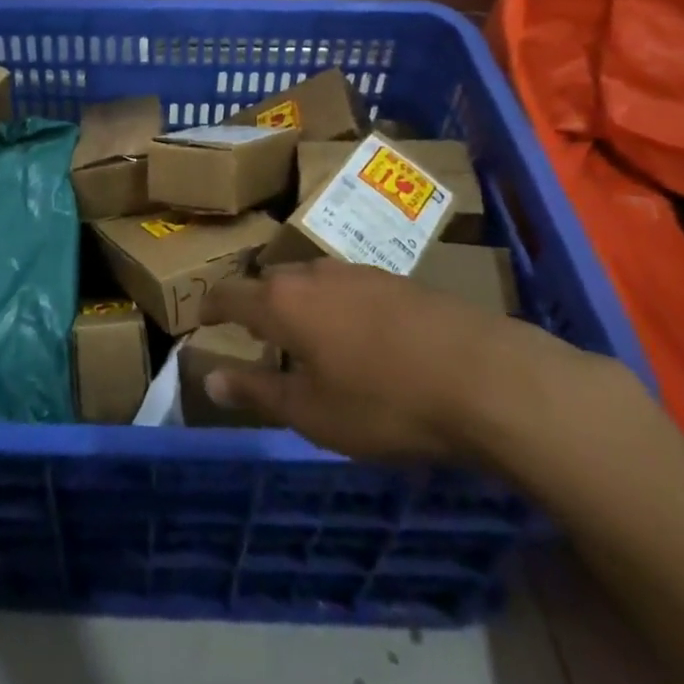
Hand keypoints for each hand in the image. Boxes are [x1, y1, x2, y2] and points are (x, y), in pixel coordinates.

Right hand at [199, 257, 594, 467]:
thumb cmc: (384, 402)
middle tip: (253, 333)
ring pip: (310, 279)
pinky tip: (355, 334)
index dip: (211, 305)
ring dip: (297, 302)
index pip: (230, 293)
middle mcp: (313, 273)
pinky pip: (345, 286)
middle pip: (270, 280)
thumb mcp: (312, 413)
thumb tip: (209, 379)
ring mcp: (357, 271)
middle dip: (256, 303)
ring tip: (302, 334)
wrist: (483, 375)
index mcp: (283, 301)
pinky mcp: (394, 279)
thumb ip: (257, 392)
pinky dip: (333, 304)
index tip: (200, 317)